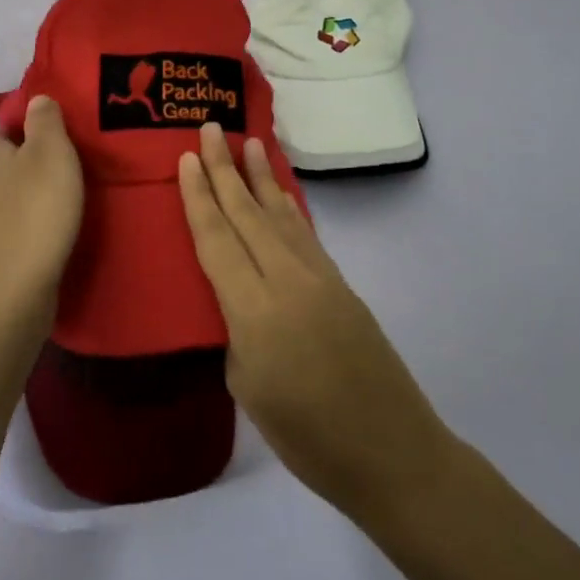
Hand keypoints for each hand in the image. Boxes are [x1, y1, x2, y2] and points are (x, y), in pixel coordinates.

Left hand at [0, 95, 83, 333]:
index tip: (52, 138)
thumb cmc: (34, 216)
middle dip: (24, 170)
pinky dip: (22, 238)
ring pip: (0, 206)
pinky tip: (45, 245)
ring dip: (23, 206)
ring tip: (60, 211)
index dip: (21, 130)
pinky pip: (4, 240)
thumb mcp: (51, 155)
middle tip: (64, 175)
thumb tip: (36, 100)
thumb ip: (46, 123)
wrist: (6, 298)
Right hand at [179, 123, 457, 521]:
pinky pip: (304, 233)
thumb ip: (236, 332)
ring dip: (261, 176)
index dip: (199, 196)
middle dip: (225, 168)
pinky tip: (280, 193)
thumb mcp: (248, 388)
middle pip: (247, 213)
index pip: (217, 239)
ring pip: (281, 214)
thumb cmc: (307, 437)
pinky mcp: (341, 285)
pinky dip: (287, 206)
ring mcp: (319, 278)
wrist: (392, 452)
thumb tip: (239, 302)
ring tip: (249, 142)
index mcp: (254, 310)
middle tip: (210, 127)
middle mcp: (287, 280)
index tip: (187, 157)